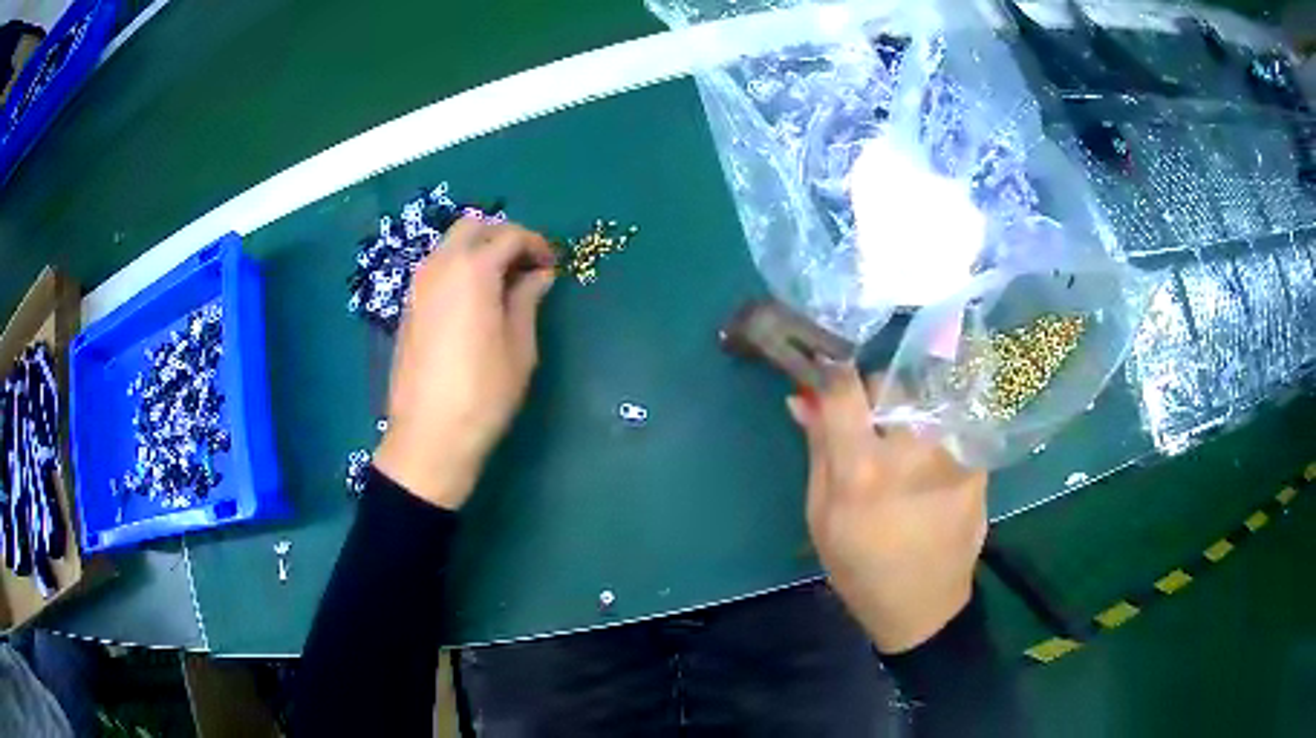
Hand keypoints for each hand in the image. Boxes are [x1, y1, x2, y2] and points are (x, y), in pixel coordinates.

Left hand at [374, 218, 556, 509]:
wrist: (429, 435)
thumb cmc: (484, 393)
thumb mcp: (519, 347)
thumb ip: (527, 300)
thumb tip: (539, 274)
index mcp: (473, 270)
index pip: (509, 235)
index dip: (536, 244)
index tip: (553, 265)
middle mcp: (440, 266)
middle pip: (473, 227)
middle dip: (504, 236)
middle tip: (526, 265)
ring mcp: (418, 285)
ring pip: (451, 244)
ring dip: (479, 250)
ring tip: (503, 283)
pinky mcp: (408, 306)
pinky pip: (437, 268)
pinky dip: (459, 267)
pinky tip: (475, 300)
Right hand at [787, 364, 987, 653]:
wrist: (923, 605)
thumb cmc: (860, 568)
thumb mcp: (821, 517)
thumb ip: (817, 451)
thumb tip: (803, 398)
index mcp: (862, 471)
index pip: (845, 389)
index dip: (832, 373)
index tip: (827, 375)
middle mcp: (912, 453)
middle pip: (891, 383)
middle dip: (875, 395)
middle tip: (871, 429)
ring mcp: (951, 456)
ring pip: (925, 400)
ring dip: (908, 414)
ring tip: (904, 450)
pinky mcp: (978, 465)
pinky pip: (949, 425)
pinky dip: (934, 434)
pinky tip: (930, 467)